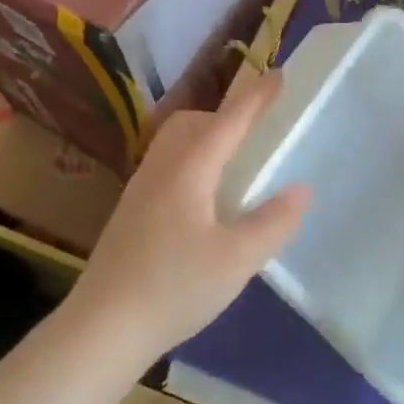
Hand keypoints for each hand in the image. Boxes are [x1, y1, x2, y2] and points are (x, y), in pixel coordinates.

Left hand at [71, 72, 308, 356]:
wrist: (102, 328)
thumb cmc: (174, 287)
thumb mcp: (237, 259)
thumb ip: (273, 222)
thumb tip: (301, 189)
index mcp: (188, 170)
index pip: (229, 122)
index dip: (256, 98)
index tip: (279, 75)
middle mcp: (160, 170)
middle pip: (192, 124)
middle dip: (225, 117)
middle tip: (255, 134)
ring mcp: (139, 191)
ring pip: (174, 145)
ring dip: (205, 140)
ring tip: (233, 168)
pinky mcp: (130, 214)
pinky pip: (166, 168)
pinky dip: (192, 164)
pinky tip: (204, 204)